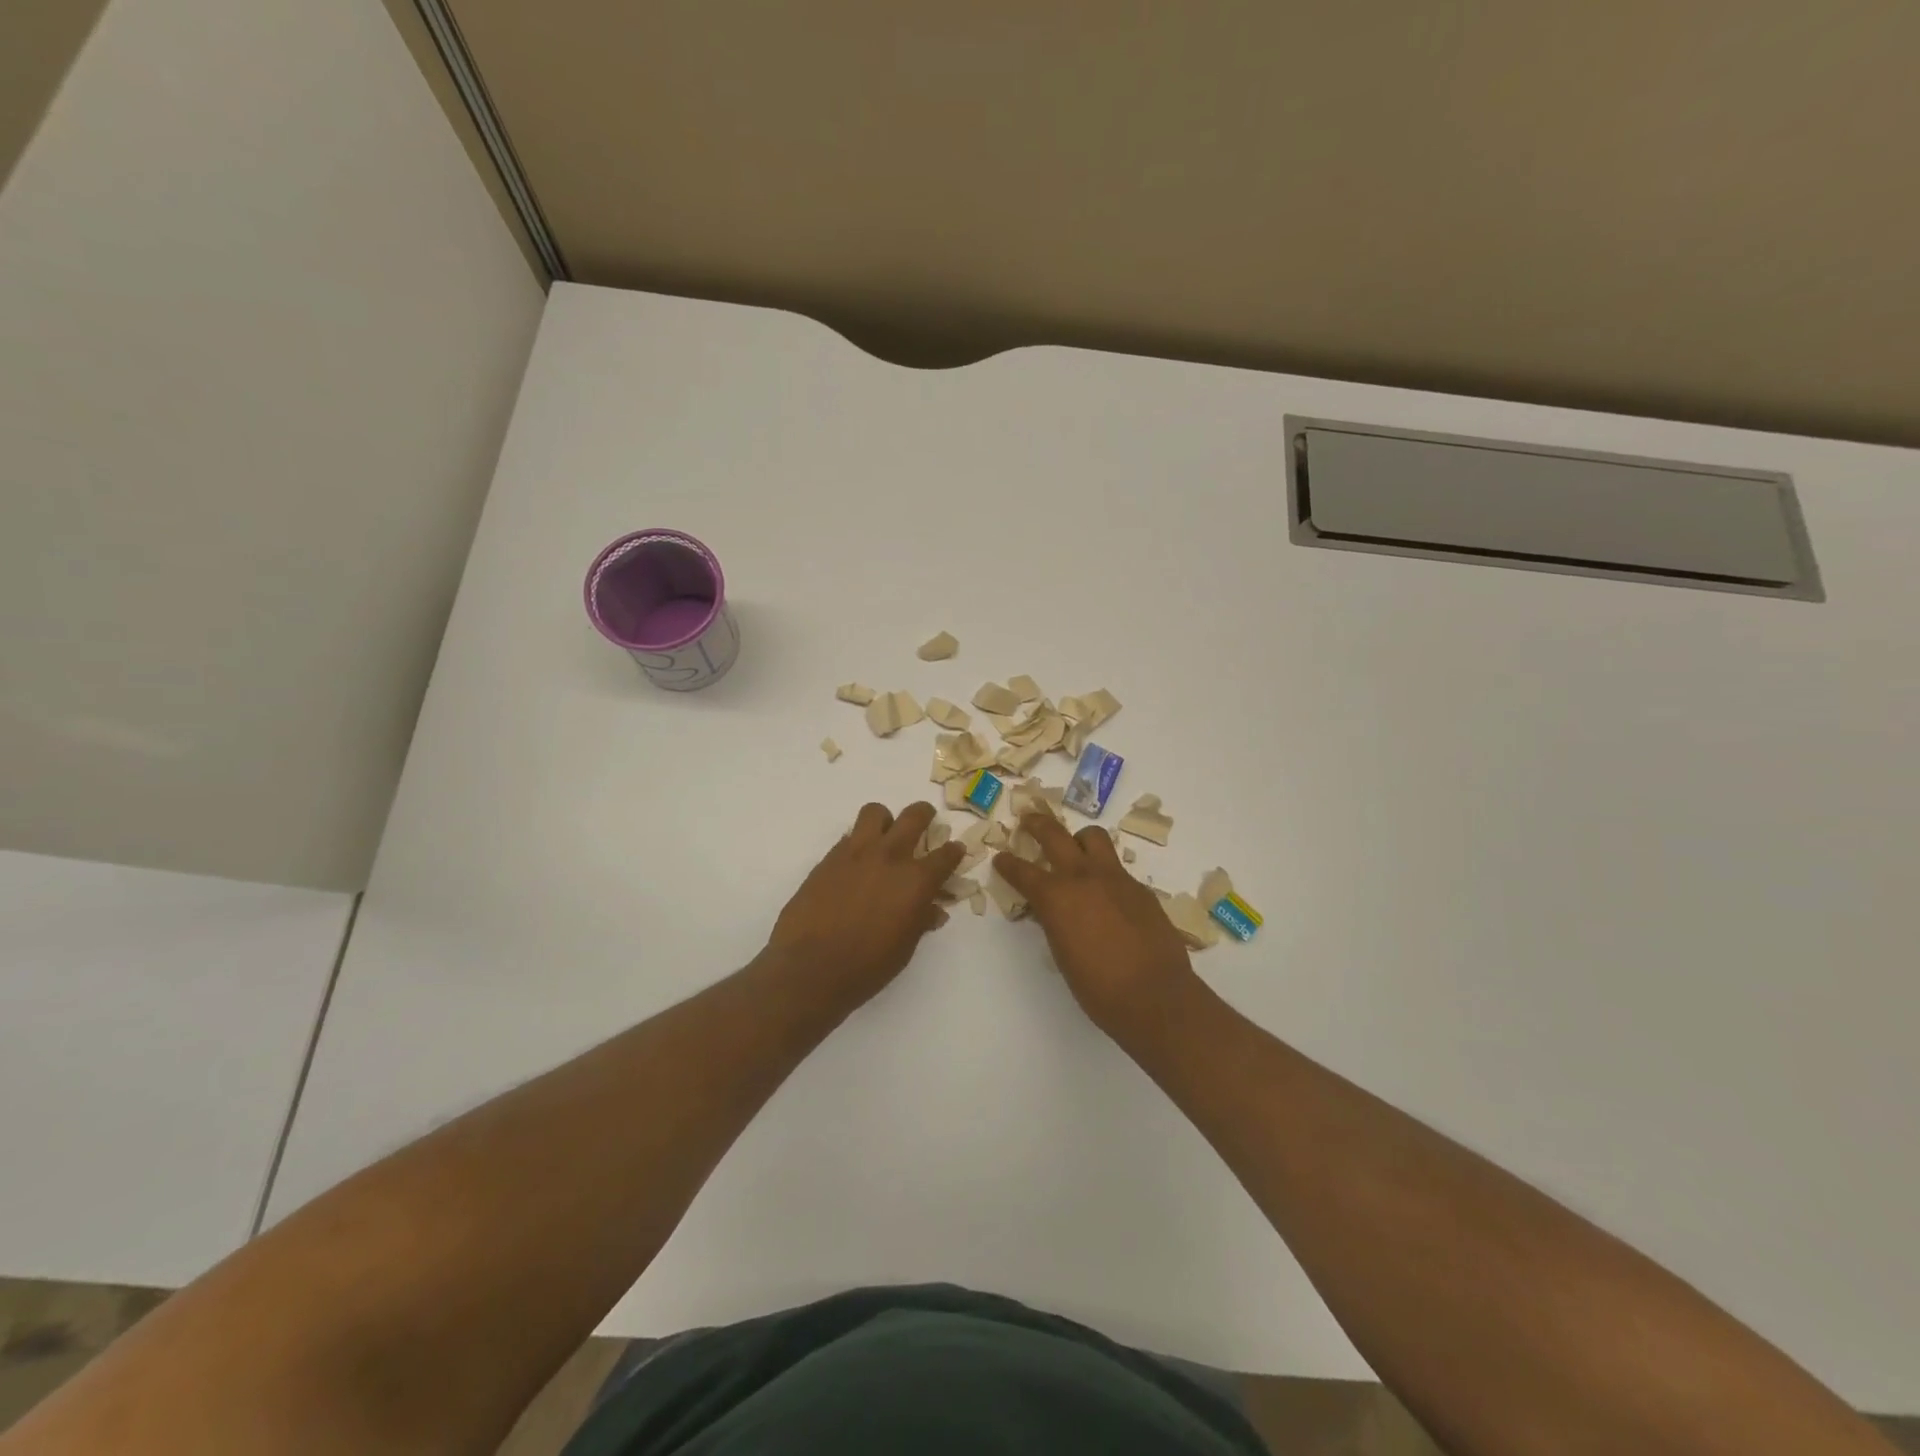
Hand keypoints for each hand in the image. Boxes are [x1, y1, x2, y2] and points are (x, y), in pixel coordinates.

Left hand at [766, 801, 965, 1011]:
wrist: (809, 968)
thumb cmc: (866, 967)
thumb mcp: (904, 948)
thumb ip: (921, 921)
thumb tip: (933, 910)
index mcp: (916, 881)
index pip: (945, 855)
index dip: (954, 851)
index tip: (955, 850)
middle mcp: (889, 857)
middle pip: (914, 816)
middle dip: (925, 815)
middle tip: (925, 822)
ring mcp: (856, 853)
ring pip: (875, 812)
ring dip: (885, 820)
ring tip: (884, 837)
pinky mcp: (829, 858)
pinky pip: (849, 836)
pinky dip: (858, 842)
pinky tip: (856, 864)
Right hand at [994, 815, 1202, 1039]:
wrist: (1155, 996)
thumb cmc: (1098, 988)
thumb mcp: (1062, 954)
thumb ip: (1054, 922)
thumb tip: (1052, 911)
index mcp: (1056, 897)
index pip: (1023, 871)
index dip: (1008, 864)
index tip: (1000, 857)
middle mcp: (1084, 877)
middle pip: (1055, 835)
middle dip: (1038, 824)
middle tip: (1029, 819)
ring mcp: (1116, 878)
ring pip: (1093, 838)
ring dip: (1079, 839)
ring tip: (1075, 850)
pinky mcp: (1140, 888)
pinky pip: (1117, 868)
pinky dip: (1105, 872)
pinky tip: (1107, 895)